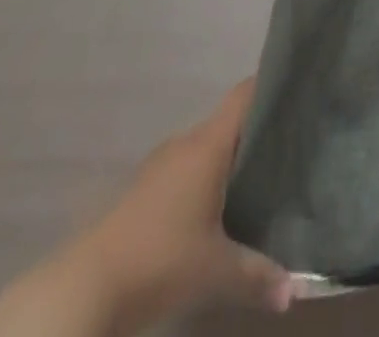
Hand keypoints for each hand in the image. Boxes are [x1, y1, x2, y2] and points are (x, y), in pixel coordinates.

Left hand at [0, 81, 289, 336]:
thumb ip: (257, 275)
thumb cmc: (158, 261)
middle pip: (228, 123)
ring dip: (227, 161)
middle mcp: (185, 143)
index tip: (298, 91)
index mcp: (209, 143)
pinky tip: (216, 211)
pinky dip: (203, 183)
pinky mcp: (140, 194)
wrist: (80, 292)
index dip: (271, 85)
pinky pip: (184, 173)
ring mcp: (158, 167)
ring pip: (204, 150)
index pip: (245, 93)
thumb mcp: (215, 272)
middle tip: (290, 147)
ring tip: (259, 180)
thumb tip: (294, 292)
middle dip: (256, 133)